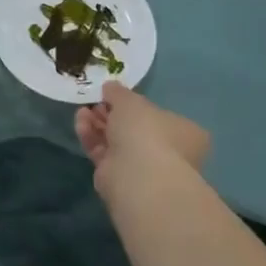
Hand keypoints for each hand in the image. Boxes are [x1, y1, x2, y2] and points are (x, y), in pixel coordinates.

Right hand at [75, 81, 209, 210]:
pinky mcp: (120, 177)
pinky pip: (103, 152)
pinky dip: (91, 137)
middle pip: (133, 128)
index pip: (158, 115)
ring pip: (116, 140)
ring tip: (82, 111)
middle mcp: (168, 151)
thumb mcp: (131, 100)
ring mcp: (144, 167)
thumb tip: (110, 88)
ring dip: (97, 123)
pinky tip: (81, 124)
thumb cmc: (146, 131)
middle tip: (95, 102)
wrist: (138, 177)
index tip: (113, 95)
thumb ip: (118, 92)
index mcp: (184, 132)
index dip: (134, 104)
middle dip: (110, 113)